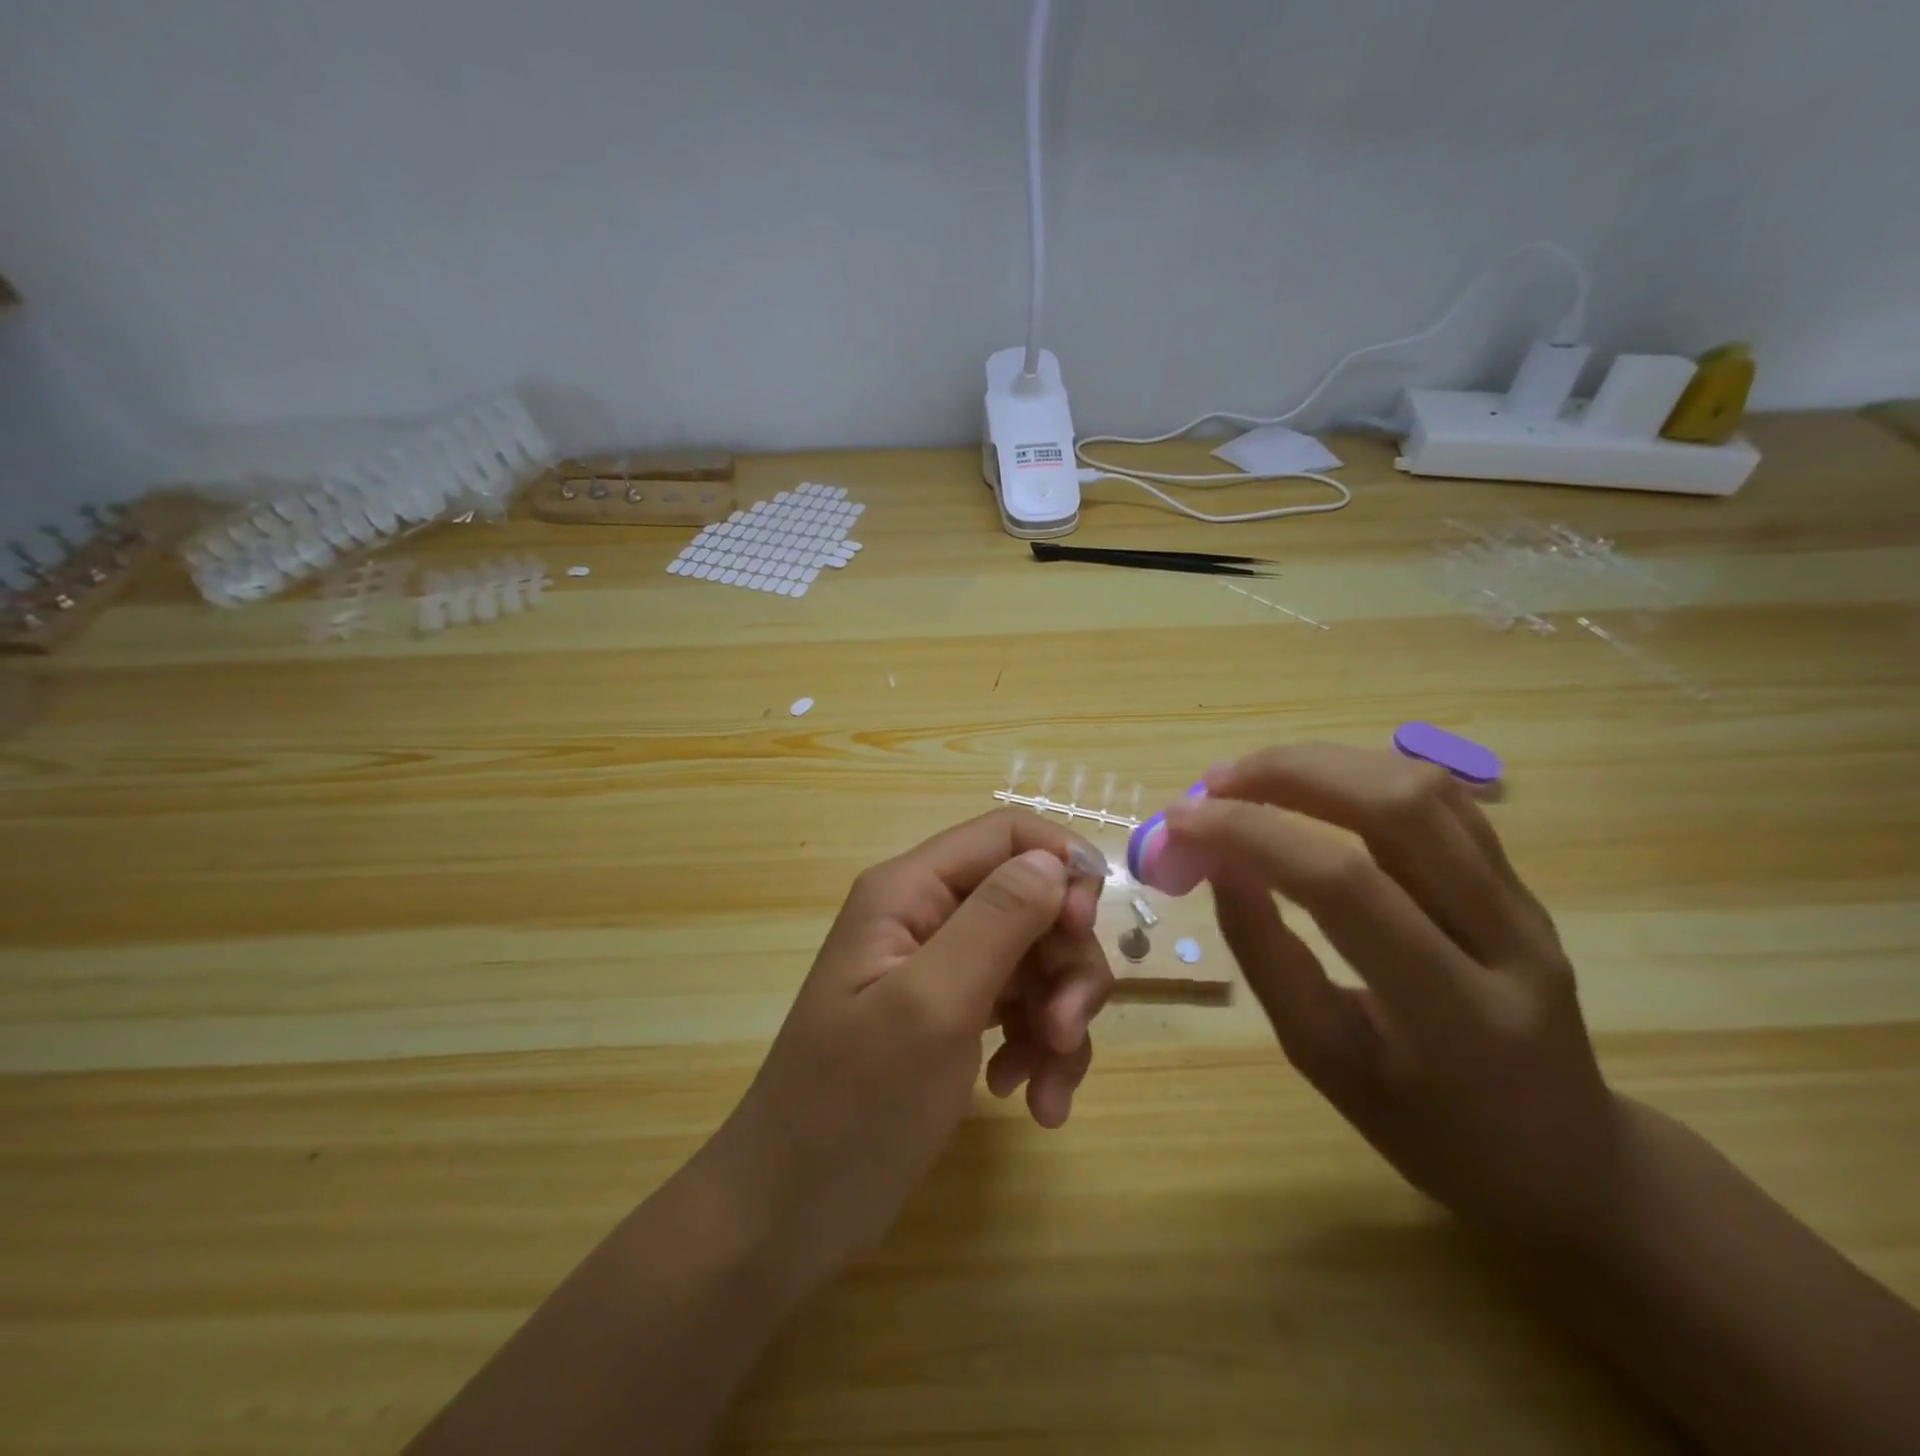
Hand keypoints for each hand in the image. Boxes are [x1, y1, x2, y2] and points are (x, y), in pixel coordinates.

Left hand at [703, 809, 1113, 1287]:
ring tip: (1046, 1091)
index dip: (1060, 867)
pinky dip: (1038, 1050)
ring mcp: (940, 968)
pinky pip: (1020, 1008)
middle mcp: (927, 915)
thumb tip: (1054, 860)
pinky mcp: (952, 1016)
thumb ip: (996, 921)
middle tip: (1065, 1033)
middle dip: (1064, 964)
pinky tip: (1028, 1101)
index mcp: (909, 890)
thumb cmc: (852, 1106)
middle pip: (1031, 902)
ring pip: (1035, 960)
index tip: (1083, 931)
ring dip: (1059, 1019)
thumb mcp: (932, 1007)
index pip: (1007, 835)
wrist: (790, 1214)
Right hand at [1164, 744, 1622, 1245]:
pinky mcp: (1521, 882)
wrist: (1566, 1159)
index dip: (1252, 836)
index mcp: (1456, 1015)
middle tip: (1213, 784)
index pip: (1344, 885)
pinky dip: (1360, 774)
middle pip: (1399, 808)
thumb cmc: (1430, 1132)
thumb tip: (1216, 864)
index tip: (1179, 822)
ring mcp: (1526, 903)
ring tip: (1248, 777)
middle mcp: (1508, 940)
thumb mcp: (1325, 1061)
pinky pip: (1440, 800)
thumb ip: (1267, 957)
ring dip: (1322, 763)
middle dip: (1289, 774)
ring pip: (1424, 787)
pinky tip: (1310, 786)